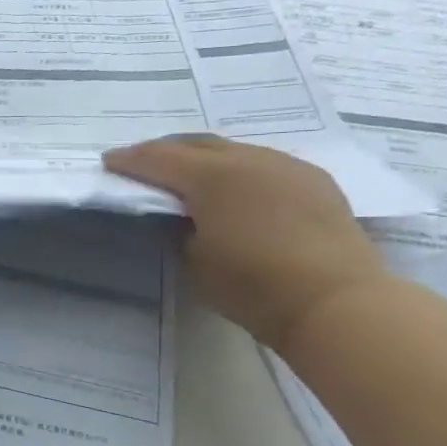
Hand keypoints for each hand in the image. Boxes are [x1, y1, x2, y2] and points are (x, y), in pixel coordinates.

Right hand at [103, 135, 388, 351]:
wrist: (337, 302)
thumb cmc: (253, 285)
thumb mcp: (194, 259)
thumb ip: (178, 228)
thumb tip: (176, 213)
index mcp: (212, 176)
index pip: (157, 159)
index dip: (129, 160)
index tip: (109, 161)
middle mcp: (248, 158)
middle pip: (195, 143)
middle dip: (164, 150)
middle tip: (142, 162)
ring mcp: (286, 165)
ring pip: (232, 149)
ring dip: (203, 156)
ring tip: (187, 172)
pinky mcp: (313, 180)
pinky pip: (263, 162)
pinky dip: (237, 168)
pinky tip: (235, 186)